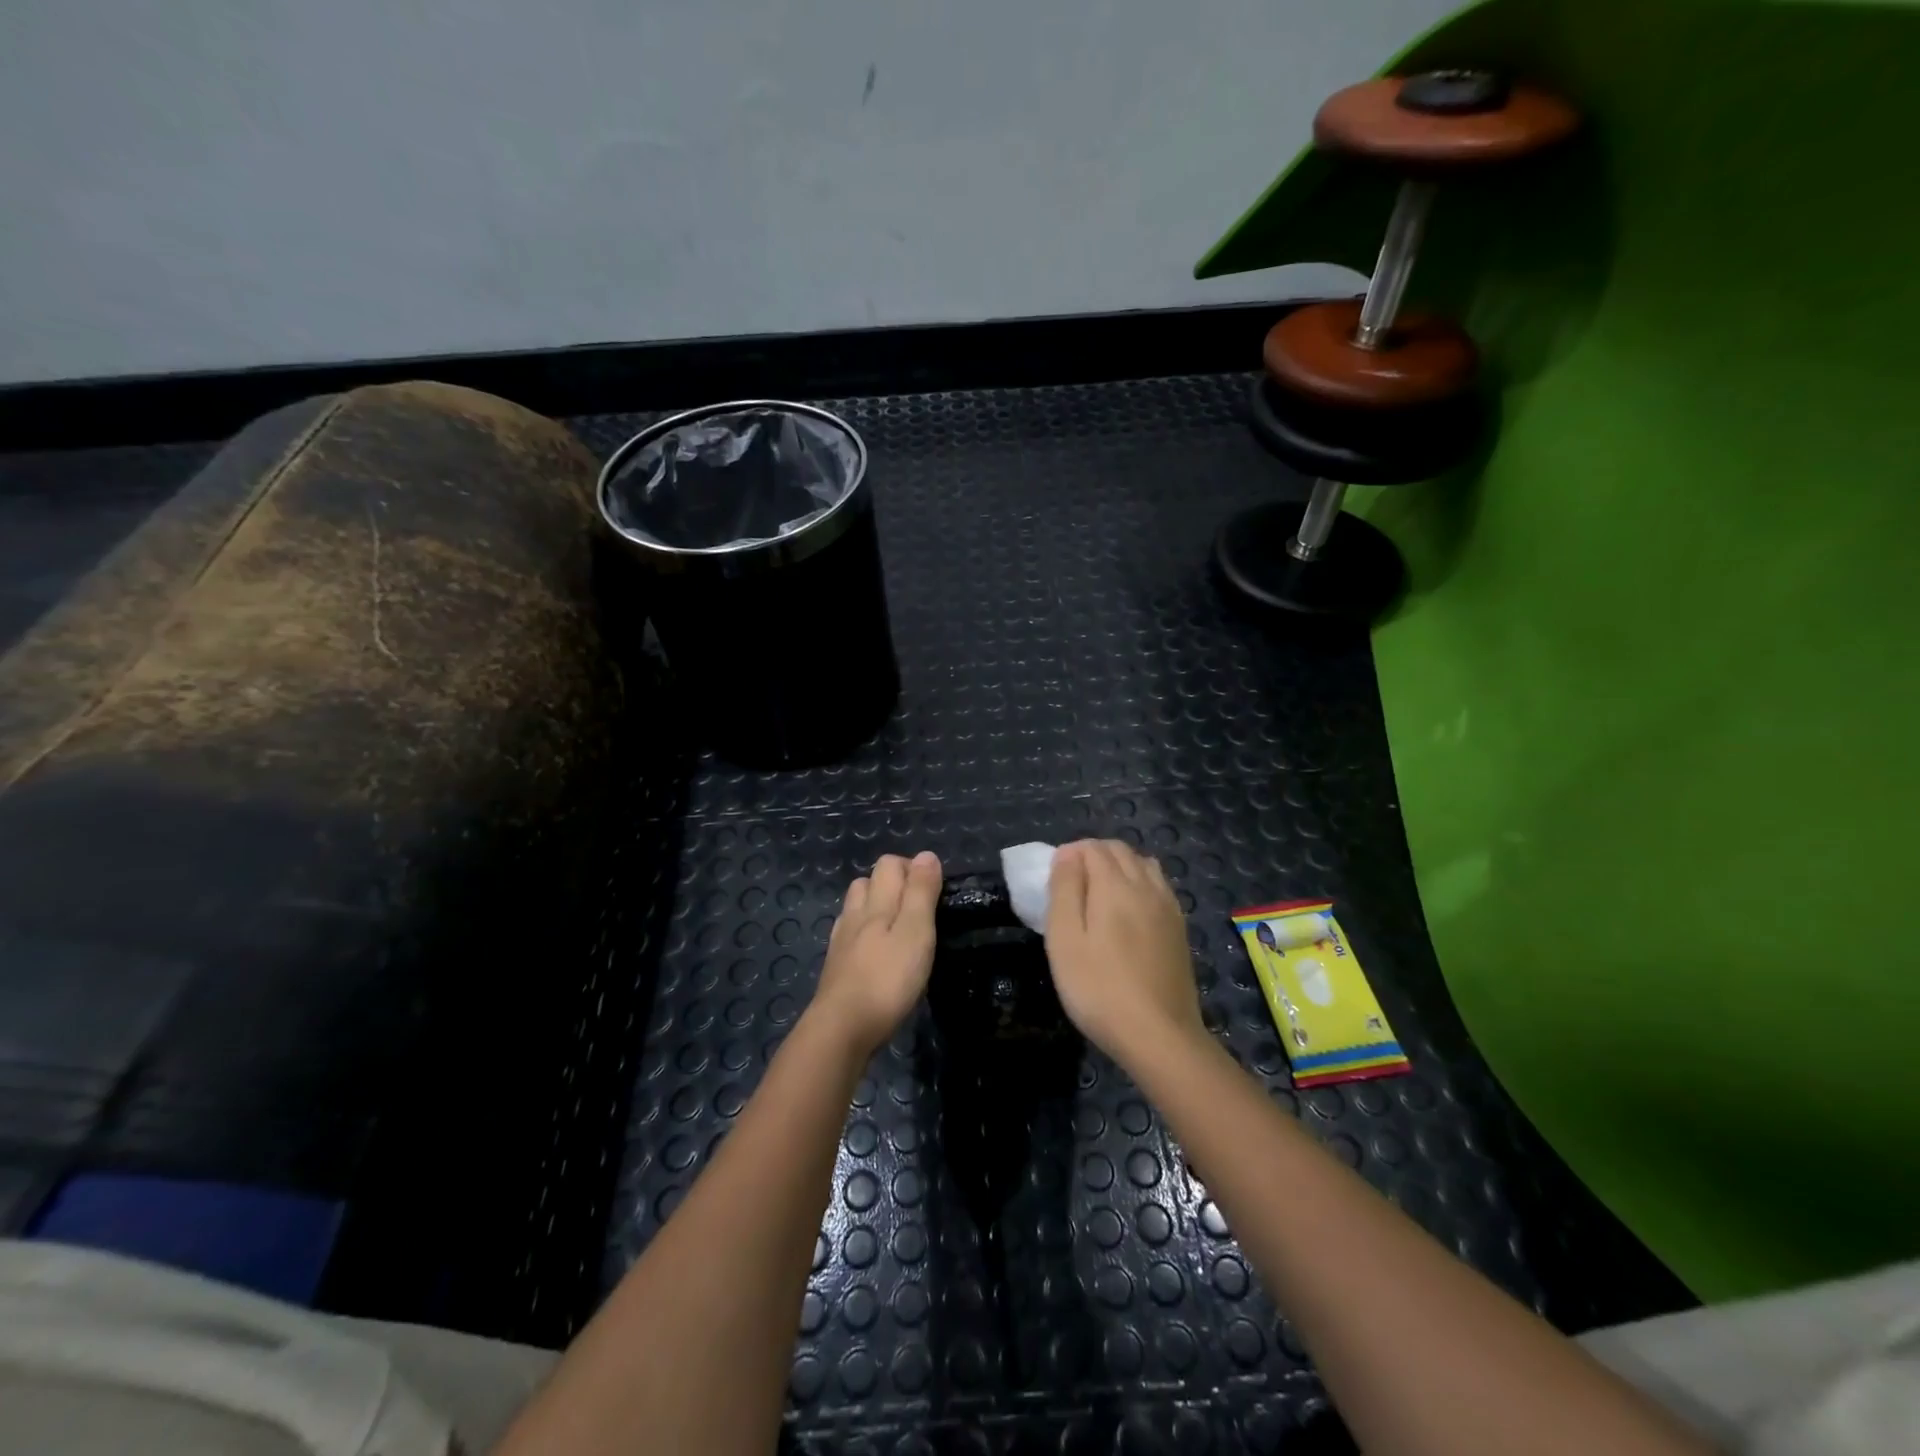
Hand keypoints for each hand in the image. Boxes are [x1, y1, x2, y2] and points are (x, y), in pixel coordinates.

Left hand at [810, 851, 942, 1056]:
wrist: (841, 1029)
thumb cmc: (887, 979)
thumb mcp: (916, 932)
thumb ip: (921, 892)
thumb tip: (926, 855)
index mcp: (876, 902)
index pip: (889, 865)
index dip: (912, 868)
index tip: (935, 891)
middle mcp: (855, 915)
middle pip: (868, 882)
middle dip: (893, 884)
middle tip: (920, 909)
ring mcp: (842, 942)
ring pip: (856, 908)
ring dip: (876, 907)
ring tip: (899, 927)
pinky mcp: (836, 967)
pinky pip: (850, 936)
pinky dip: (864, 934)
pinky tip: (875, 952)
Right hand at [1045, 840, 1205, 1067]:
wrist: (1160, 1036)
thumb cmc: (1099, 989)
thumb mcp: (1065, 940)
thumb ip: (1065, 890)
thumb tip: (1068, 855)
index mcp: (1115, 885)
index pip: (1093, 847)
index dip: (1070, 853)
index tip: (1053, 877)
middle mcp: (1147, 887)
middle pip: (1121, 850)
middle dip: (1094, 854)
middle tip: (1071, 883)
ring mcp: (1168, 907)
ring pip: (1144, 864)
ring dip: (1120, 866)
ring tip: (1099, 893)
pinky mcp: (1180, 929)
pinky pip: (1159, 886)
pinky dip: (1140, 883)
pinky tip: (1130, 910)